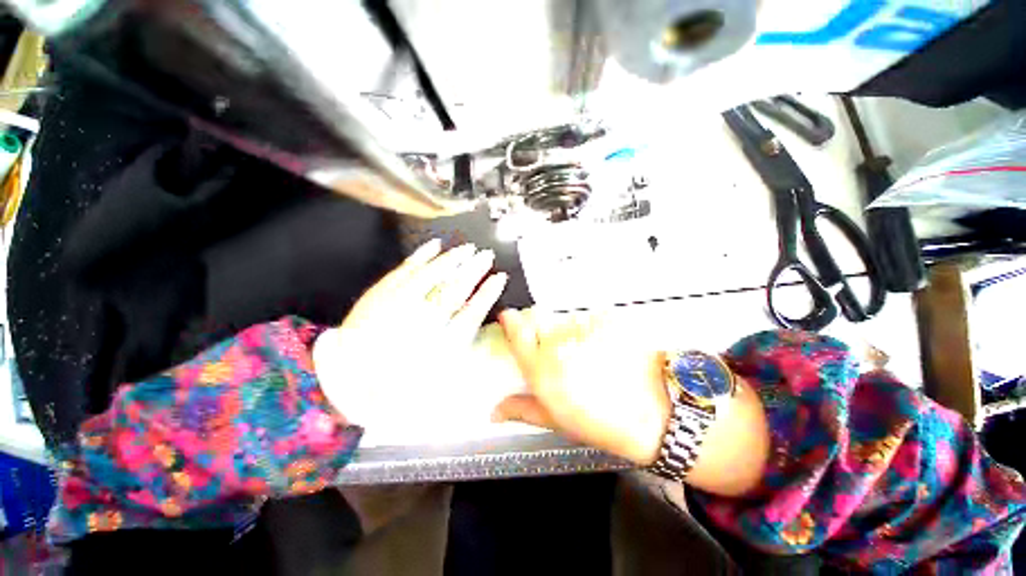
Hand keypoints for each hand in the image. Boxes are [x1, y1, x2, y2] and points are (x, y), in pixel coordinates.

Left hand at [313, 239, 507, 421]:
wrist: (350, 380)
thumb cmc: (396, 382)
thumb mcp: (433, 373)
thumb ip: (455, 347)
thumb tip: (473, 319)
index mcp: (438, 342)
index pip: (471, 312)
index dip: (487, 294)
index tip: (500, 278)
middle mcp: (423, 319)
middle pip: (455, 289)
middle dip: (474, 271)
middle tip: (488, 255)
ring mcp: (402, 302)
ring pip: (434, 275)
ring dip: (453, 260)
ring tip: (469, 248)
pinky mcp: (384, 292)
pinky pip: (406, 269)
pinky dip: (421, 256)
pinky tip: (434, 245)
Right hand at [492, 310, 670, 464]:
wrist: (654, 414)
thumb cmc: (600, 423)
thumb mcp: (556, 420)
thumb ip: (522, 409)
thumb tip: (495, 410)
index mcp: (542, 368)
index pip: (517, 332)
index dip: (510, 321)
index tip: (509, 317)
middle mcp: (559, 343)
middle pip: (541, 321)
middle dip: (543, 330)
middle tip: (558, 350)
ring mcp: (585, 329)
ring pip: (566, 320)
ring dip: (571, 331)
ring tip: (588, 353)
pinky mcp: (607, 321)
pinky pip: (591, 318)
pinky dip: (593, 328)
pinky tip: (605, 347)